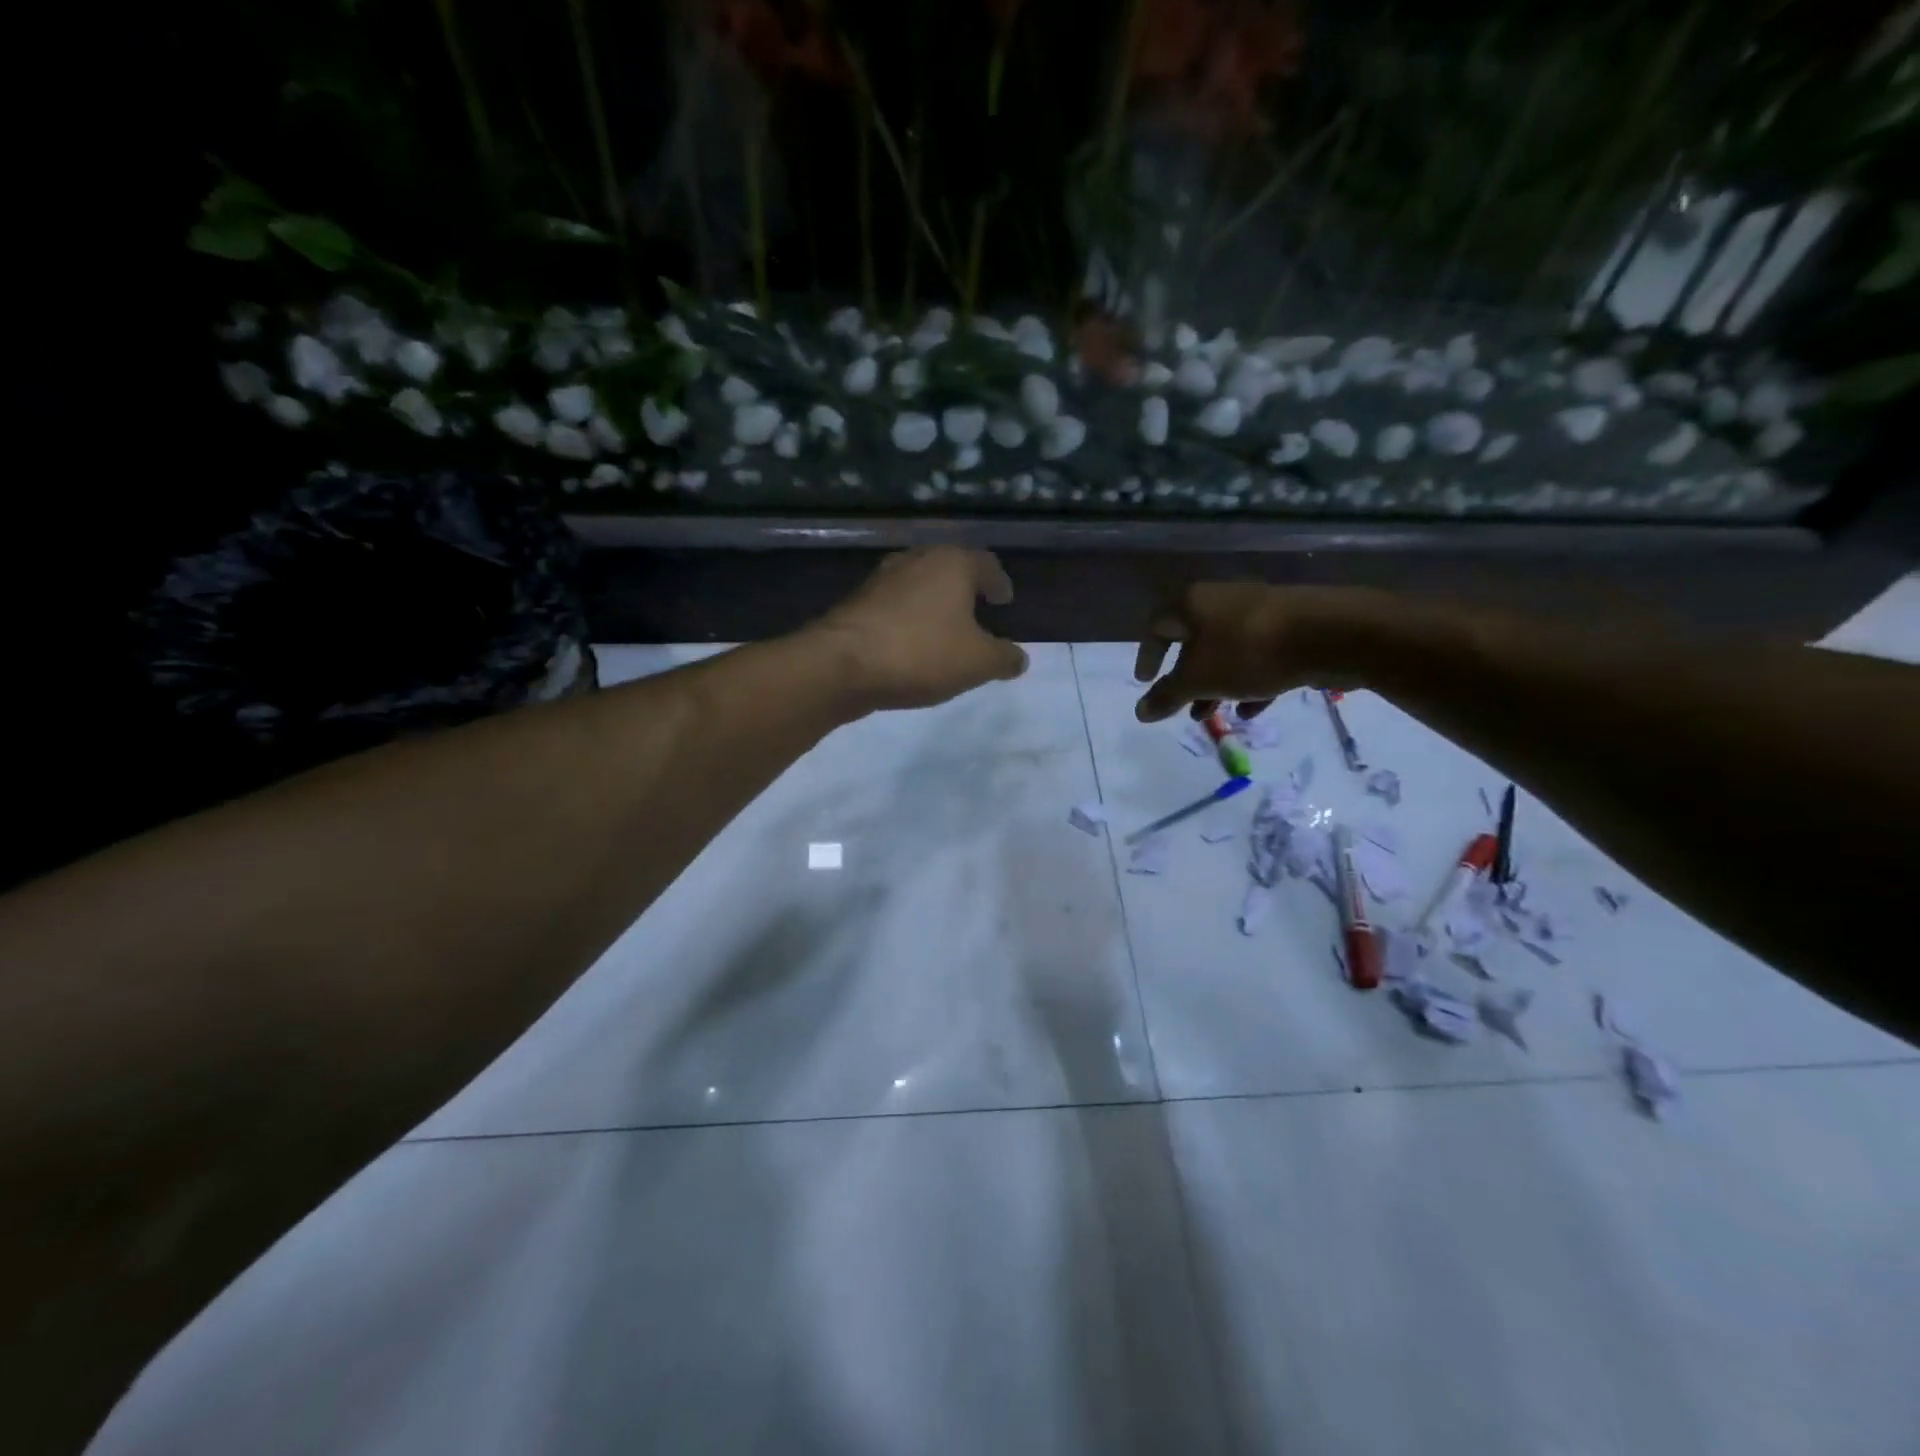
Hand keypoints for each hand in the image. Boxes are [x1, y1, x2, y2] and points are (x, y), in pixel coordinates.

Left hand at [810, 547, 1028, 711]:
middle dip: (965, 589)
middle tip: (977, 611)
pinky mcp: (857, 601)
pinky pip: (895, 605)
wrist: (841, 664)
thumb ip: (1004, 658)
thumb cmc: (921, 654)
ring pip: (919, 585)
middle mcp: (917, 559)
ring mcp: (882, 578)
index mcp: (952, 563)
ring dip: (934, 603)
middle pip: (950, 568)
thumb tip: (1020, 657)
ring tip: (945, 629)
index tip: (1005, 600)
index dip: (1000, 583)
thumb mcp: (977, 663)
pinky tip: (911, 642)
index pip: (987, 564)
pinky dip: (909, 618)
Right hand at [1133, 583, 1392, 721]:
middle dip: (1186, 679)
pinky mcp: (1289, 628)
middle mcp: (1222, 601)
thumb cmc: (1248, 652)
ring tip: (1213, 715)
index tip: (1145, 682)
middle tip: (1182, 706)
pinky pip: (1258, 657)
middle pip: (1193, 641)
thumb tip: (1140, 712)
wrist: (1331, 634)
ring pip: (1227, 652)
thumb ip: (1167, 696)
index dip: (1147, 656)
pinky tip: (1252, 710)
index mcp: (1193, 603)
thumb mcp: (1199, 680)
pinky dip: (1249, 682)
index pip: (1156, 626)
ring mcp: (1258, 613)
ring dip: (1216, 685)